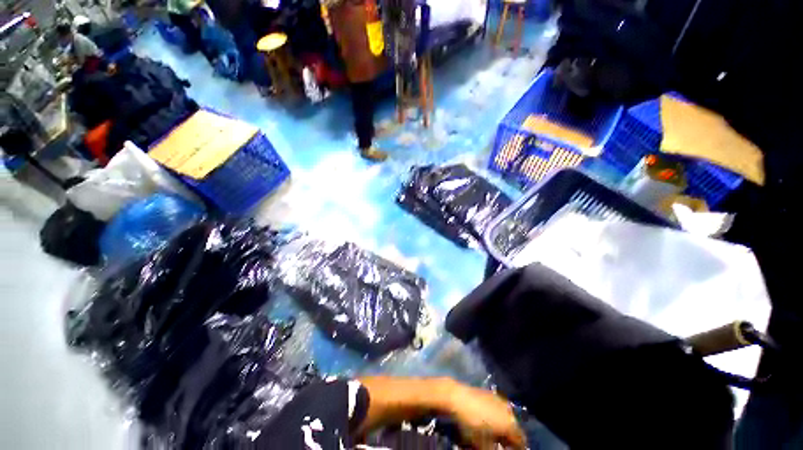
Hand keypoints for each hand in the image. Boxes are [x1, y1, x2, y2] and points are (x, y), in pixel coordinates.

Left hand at [443, 380, 526, 449]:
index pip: (521, 441)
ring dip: (504, 426)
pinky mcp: (490, 393)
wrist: (457, 397)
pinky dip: (497, 415)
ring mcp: (500, 400)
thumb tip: (498, 449)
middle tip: (501, 443)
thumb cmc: (471, 423)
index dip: (516, 448)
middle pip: (514, 428)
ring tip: (494, 432)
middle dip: (510, 437)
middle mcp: (509, 411)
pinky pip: (499, 408)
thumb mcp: (483, 444)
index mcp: (510, 424)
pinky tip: (487, 419)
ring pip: (507, 417)